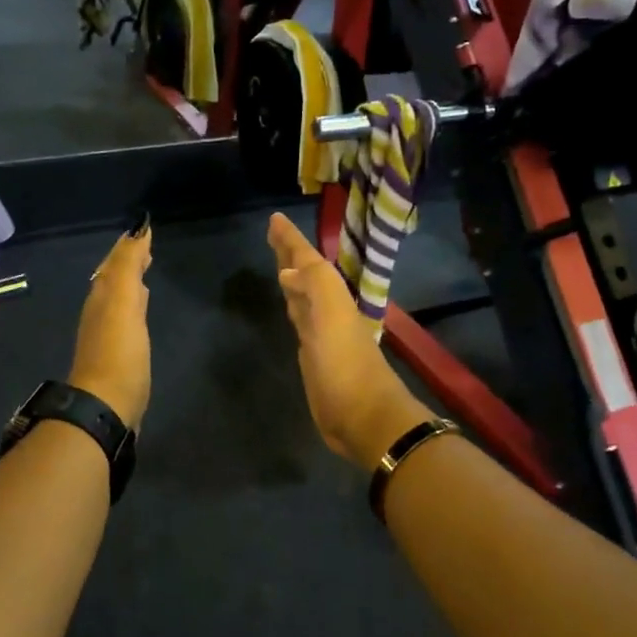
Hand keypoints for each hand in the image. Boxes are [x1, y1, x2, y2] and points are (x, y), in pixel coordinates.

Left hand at [69, 223, 152, 429]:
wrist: (106, 405)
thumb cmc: (119, 352)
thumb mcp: (124, 302)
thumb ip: (129, 266)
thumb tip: (137, 230)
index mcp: (102, 297)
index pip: (114, 263)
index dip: (128, 246)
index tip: (143, 230)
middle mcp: (100, 311)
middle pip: (113, 279)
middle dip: (127, 261)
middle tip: (144, 247)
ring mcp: (107, 335)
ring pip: (118, 298)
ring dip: (130, 282)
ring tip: (145, 271)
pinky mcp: (118, 356)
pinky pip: (125, 319)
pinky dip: (134, 305)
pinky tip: (140, 311)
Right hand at [267, 213, 433, 470]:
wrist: (363, 417)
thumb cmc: (345, 365)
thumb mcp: (331, 317)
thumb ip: (314, 285)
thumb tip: (287, 270)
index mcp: (332, 297)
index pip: (309, 261)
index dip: (292, 241)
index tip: (274, 219)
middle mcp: (327, 310)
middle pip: (306, 275)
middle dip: (291, 254)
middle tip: (273, 234)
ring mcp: (321, 334)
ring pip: (303, 296)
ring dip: (292, 278)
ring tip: (279, 264)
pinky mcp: (314, 357)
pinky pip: (300, 320)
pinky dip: (293, 306)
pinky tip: (289, 305)